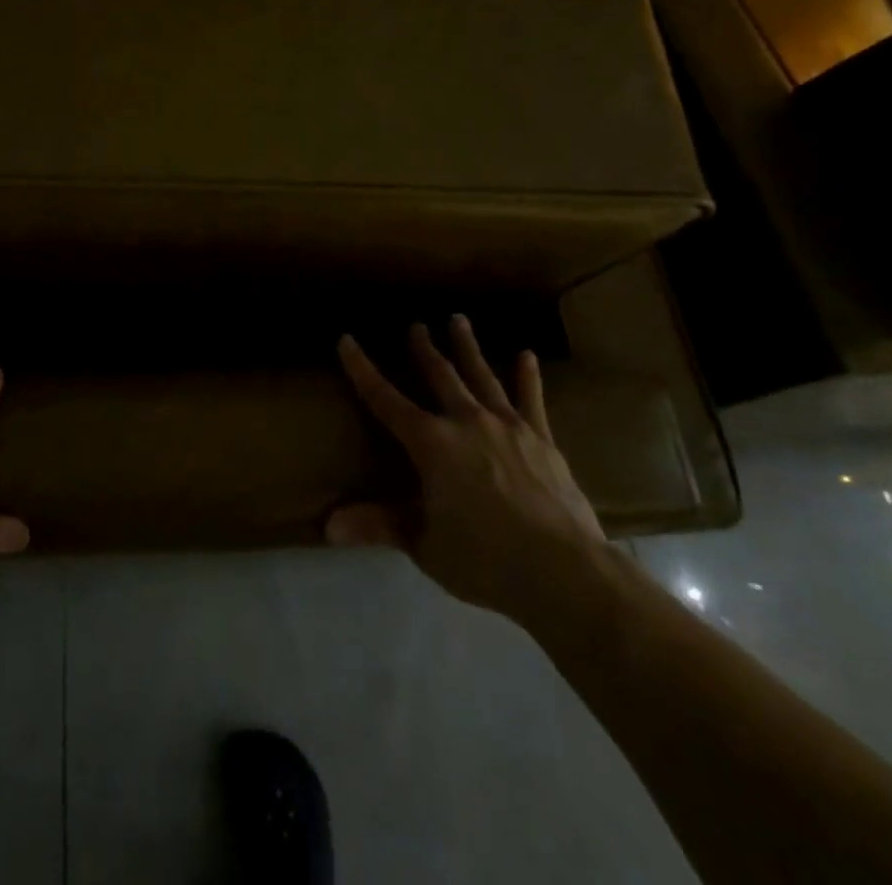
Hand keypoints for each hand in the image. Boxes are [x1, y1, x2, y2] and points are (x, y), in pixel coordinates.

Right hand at [328, 318, 608, 626]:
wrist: (562, 570)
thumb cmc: (484, 559)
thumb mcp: (424, 545)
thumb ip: (379, 525)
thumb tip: (328, 526)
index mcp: (431, 443)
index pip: (385, 399)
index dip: (362, 369)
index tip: (347, 340)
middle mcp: (466, 422)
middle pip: (439, 375)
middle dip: (423, 349)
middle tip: (416, 326)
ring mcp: (507, 426)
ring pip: (482, 376)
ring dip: (467, 348)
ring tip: (459, 320)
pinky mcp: (542, 439)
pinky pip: (531, 399)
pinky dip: (527, 376)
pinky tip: (526, 355)